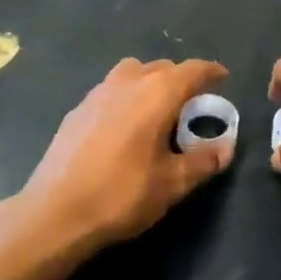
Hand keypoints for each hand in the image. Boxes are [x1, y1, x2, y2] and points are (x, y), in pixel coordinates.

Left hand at [20, 57, 232, 256]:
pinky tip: (124, 126)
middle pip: (162, 68)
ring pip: (133, 73)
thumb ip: (203, 161)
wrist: (55, 212)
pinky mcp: (78, 109)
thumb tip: (225, 149)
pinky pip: (112, 90)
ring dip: (150, 83)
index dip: (211, 72)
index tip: (222, 78)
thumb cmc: (122, 194)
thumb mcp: (172, 184)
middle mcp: (129, 81)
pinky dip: (126, 97)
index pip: (192, 70)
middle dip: (181, 80)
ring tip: (157, 110)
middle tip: (192, 104)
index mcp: (157, 92)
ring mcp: (99, 92)